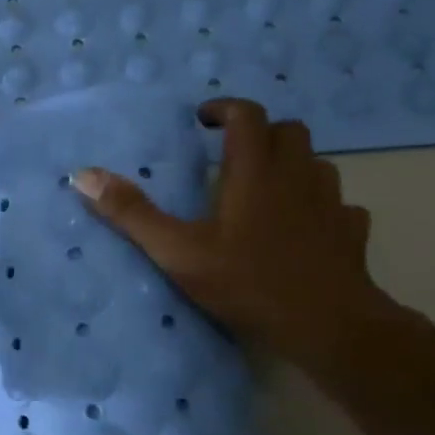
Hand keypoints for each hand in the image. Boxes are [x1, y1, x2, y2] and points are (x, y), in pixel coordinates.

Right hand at [72, 98, 388, 367]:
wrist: (328, 325)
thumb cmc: (247, 283)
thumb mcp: (178, 252)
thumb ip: (132, 213)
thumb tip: (83, 176)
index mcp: (255, 173)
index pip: (247, 116)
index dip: (224, 109)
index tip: (202, 120)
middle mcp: (298, 177)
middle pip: (289, 131)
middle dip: (260, 132)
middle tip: (231, 155)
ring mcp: (331, 204)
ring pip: (316, 164)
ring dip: (291, 165)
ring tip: (265, 189)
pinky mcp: (351, 232)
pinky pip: (337, 204)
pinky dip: (318, 205)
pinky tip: (303, 227)